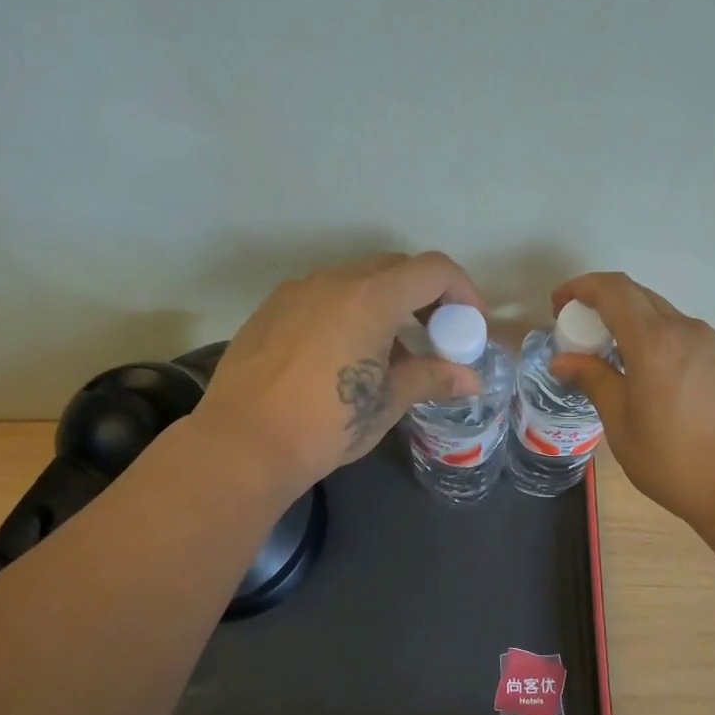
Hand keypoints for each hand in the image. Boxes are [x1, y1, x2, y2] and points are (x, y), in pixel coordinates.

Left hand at [192, 253, 486, 496]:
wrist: (243, 445)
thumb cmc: (327, 423)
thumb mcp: (387, 402)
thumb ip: (432, 378)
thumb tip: (471, 380)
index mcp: (370, 298)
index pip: (433, 270)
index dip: (463, 292)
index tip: (469, 328)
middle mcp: (333, 281)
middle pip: (395, 270)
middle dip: (425, 298)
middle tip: (436, 339)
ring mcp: (296, 292)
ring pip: (356, 283)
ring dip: (385, 308)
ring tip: (389, 357)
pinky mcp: (270, 311)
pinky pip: (323, 299)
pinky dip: (348, 315)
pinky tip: (343, 360)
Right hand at [550, 273, 714, 523]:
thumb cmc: (677, 462)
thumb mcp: (623, 427)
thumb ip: (595, 382)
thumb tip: (563, 360)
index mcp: (654, 342)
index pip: (613, 290)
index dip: (582, 288)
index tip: (560, 305)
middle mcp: (688, 331)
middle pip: (641, 298)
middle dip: (605, 306)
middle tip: (583, 336)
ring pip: (668, 320)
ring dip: (637, 329)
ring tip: (621, 366)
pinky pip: (691, 341)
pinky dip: (665, 347)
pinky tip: (662, 385)